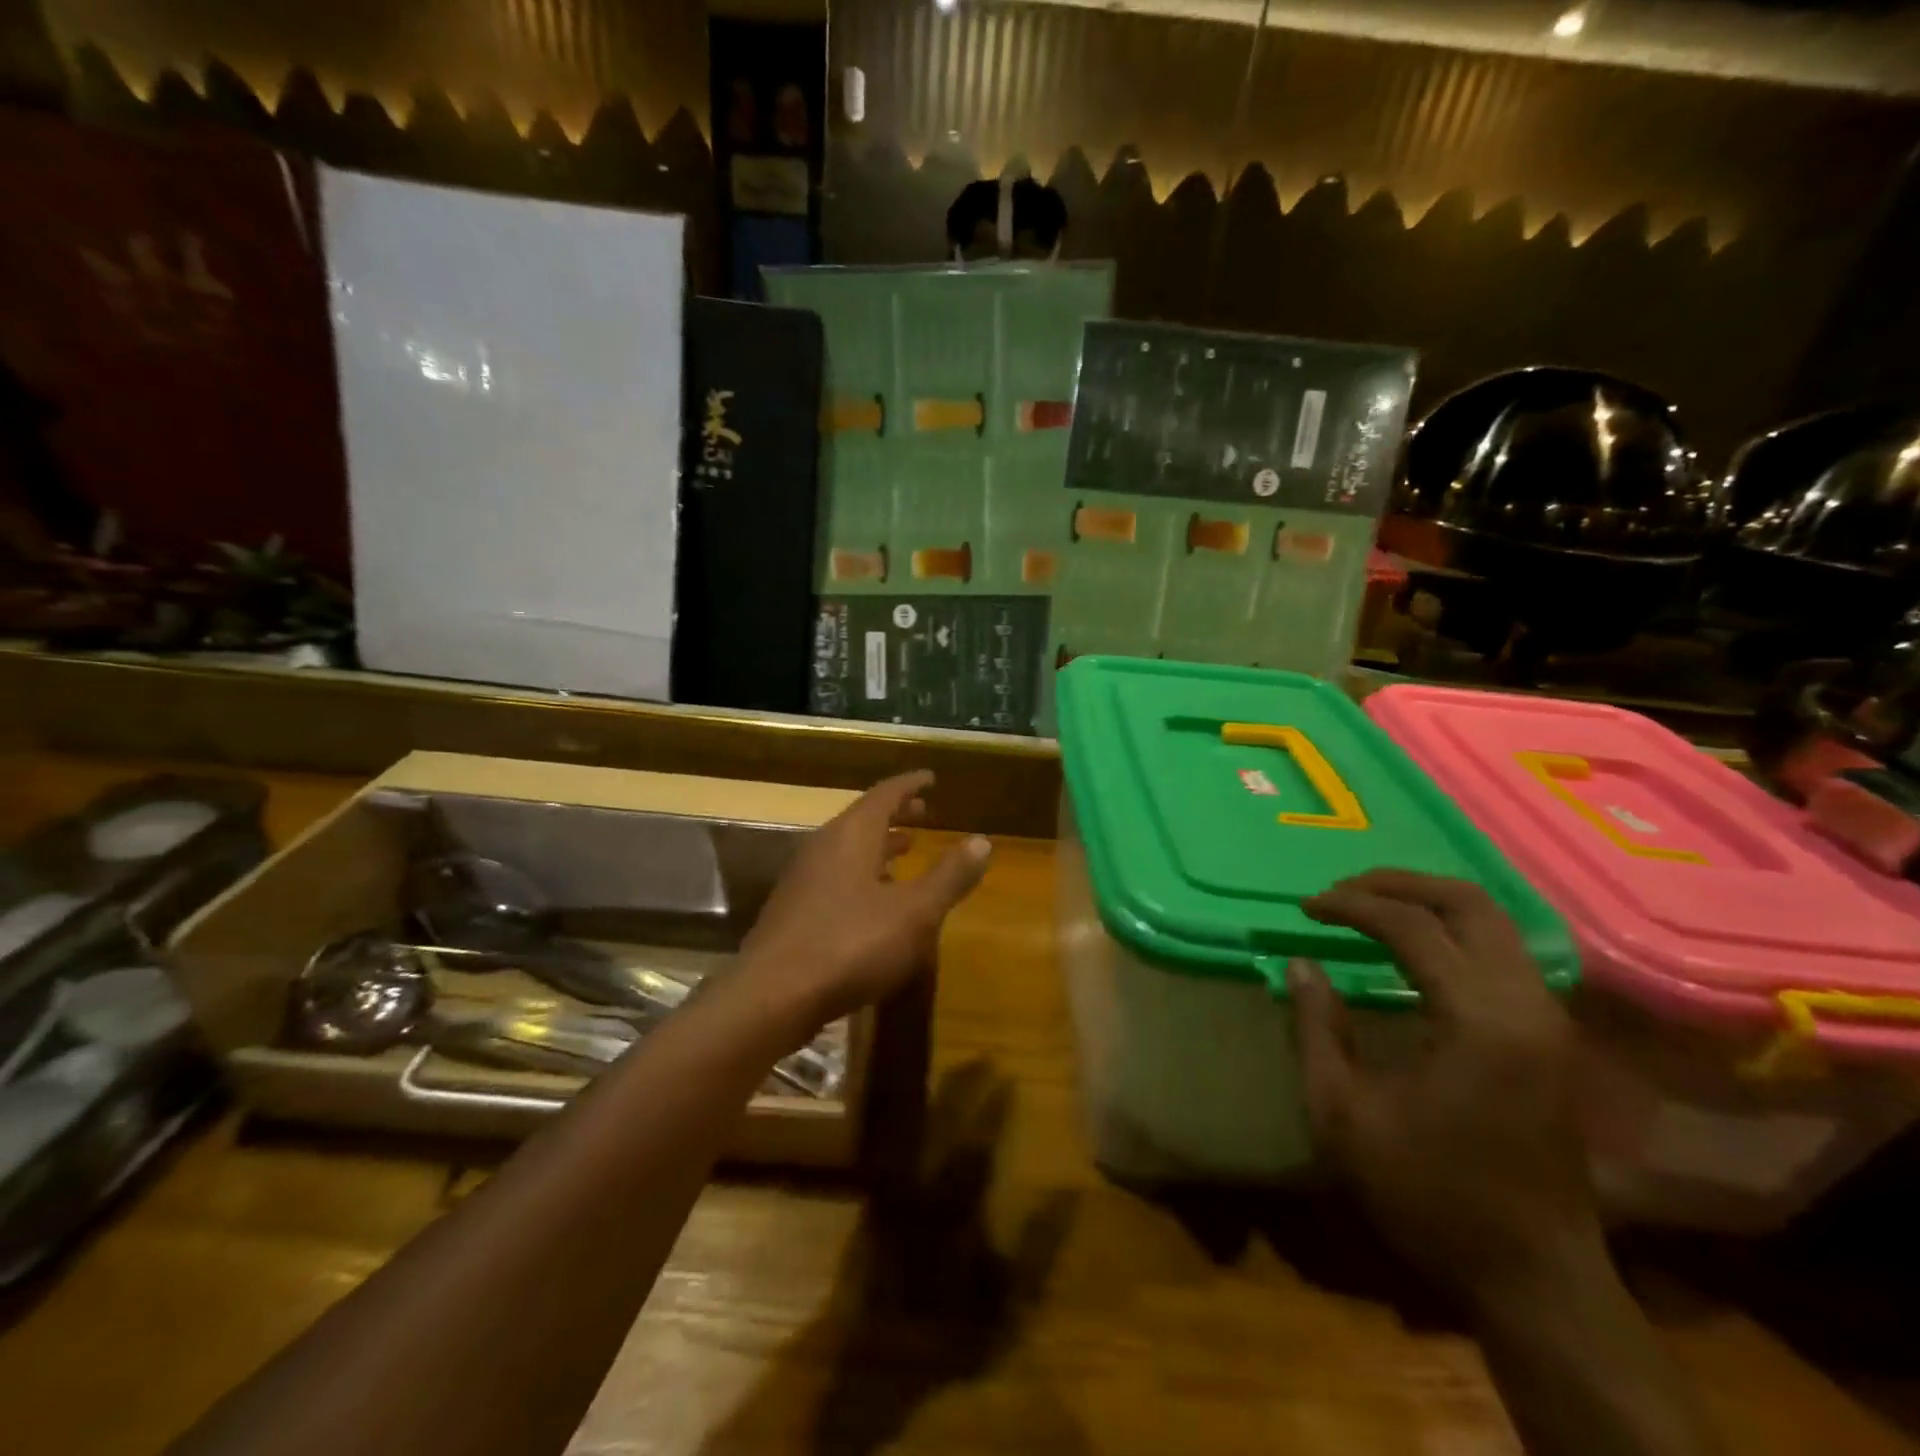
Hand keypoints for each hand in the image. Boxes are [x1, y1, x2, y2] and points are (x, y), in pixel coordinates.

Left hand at [740, 771, 991, 1032]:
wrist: (772, 996)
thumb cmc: (851, 944)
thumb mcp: (915, 911)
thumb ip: (949, 876)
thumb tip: (982, 841)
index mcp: (852, 836)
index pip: (884, 794)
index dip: (910, 784)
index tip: (930, 777)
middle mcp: (823, 847)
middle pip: (863, 819)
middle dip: (896, 814)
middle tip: (923, 811)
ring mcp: (803, 880)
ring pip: (847, 850)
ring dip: (879, 846)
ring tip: (905, 850)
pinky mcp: (793, 912)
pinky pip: (835, 877)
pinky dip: (862, 875)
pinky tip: (875, 901)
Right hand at [1290, 869, 1603, 1312]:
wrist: (1534, 1278)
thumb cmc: (1429, 1196)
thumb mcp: (1344, 1114)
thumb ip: (1319, 1028)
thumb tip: (1302, 964)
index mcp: (1479, 1022)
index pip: (1414, 928)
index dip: (1353, 907)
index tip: (1307, 908)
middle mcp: (1527, 1006)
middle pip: (1470, 904)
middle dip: (1400, 884)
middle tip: (1344, 891)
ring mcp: (1549, 1021)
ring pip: (1496, 923)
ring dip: (1429, 903)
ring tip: (1372, 909)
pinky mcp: (1552, 1039)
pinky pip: (1505, 953)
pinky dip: (1455, 931)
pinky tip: (1417, 948)